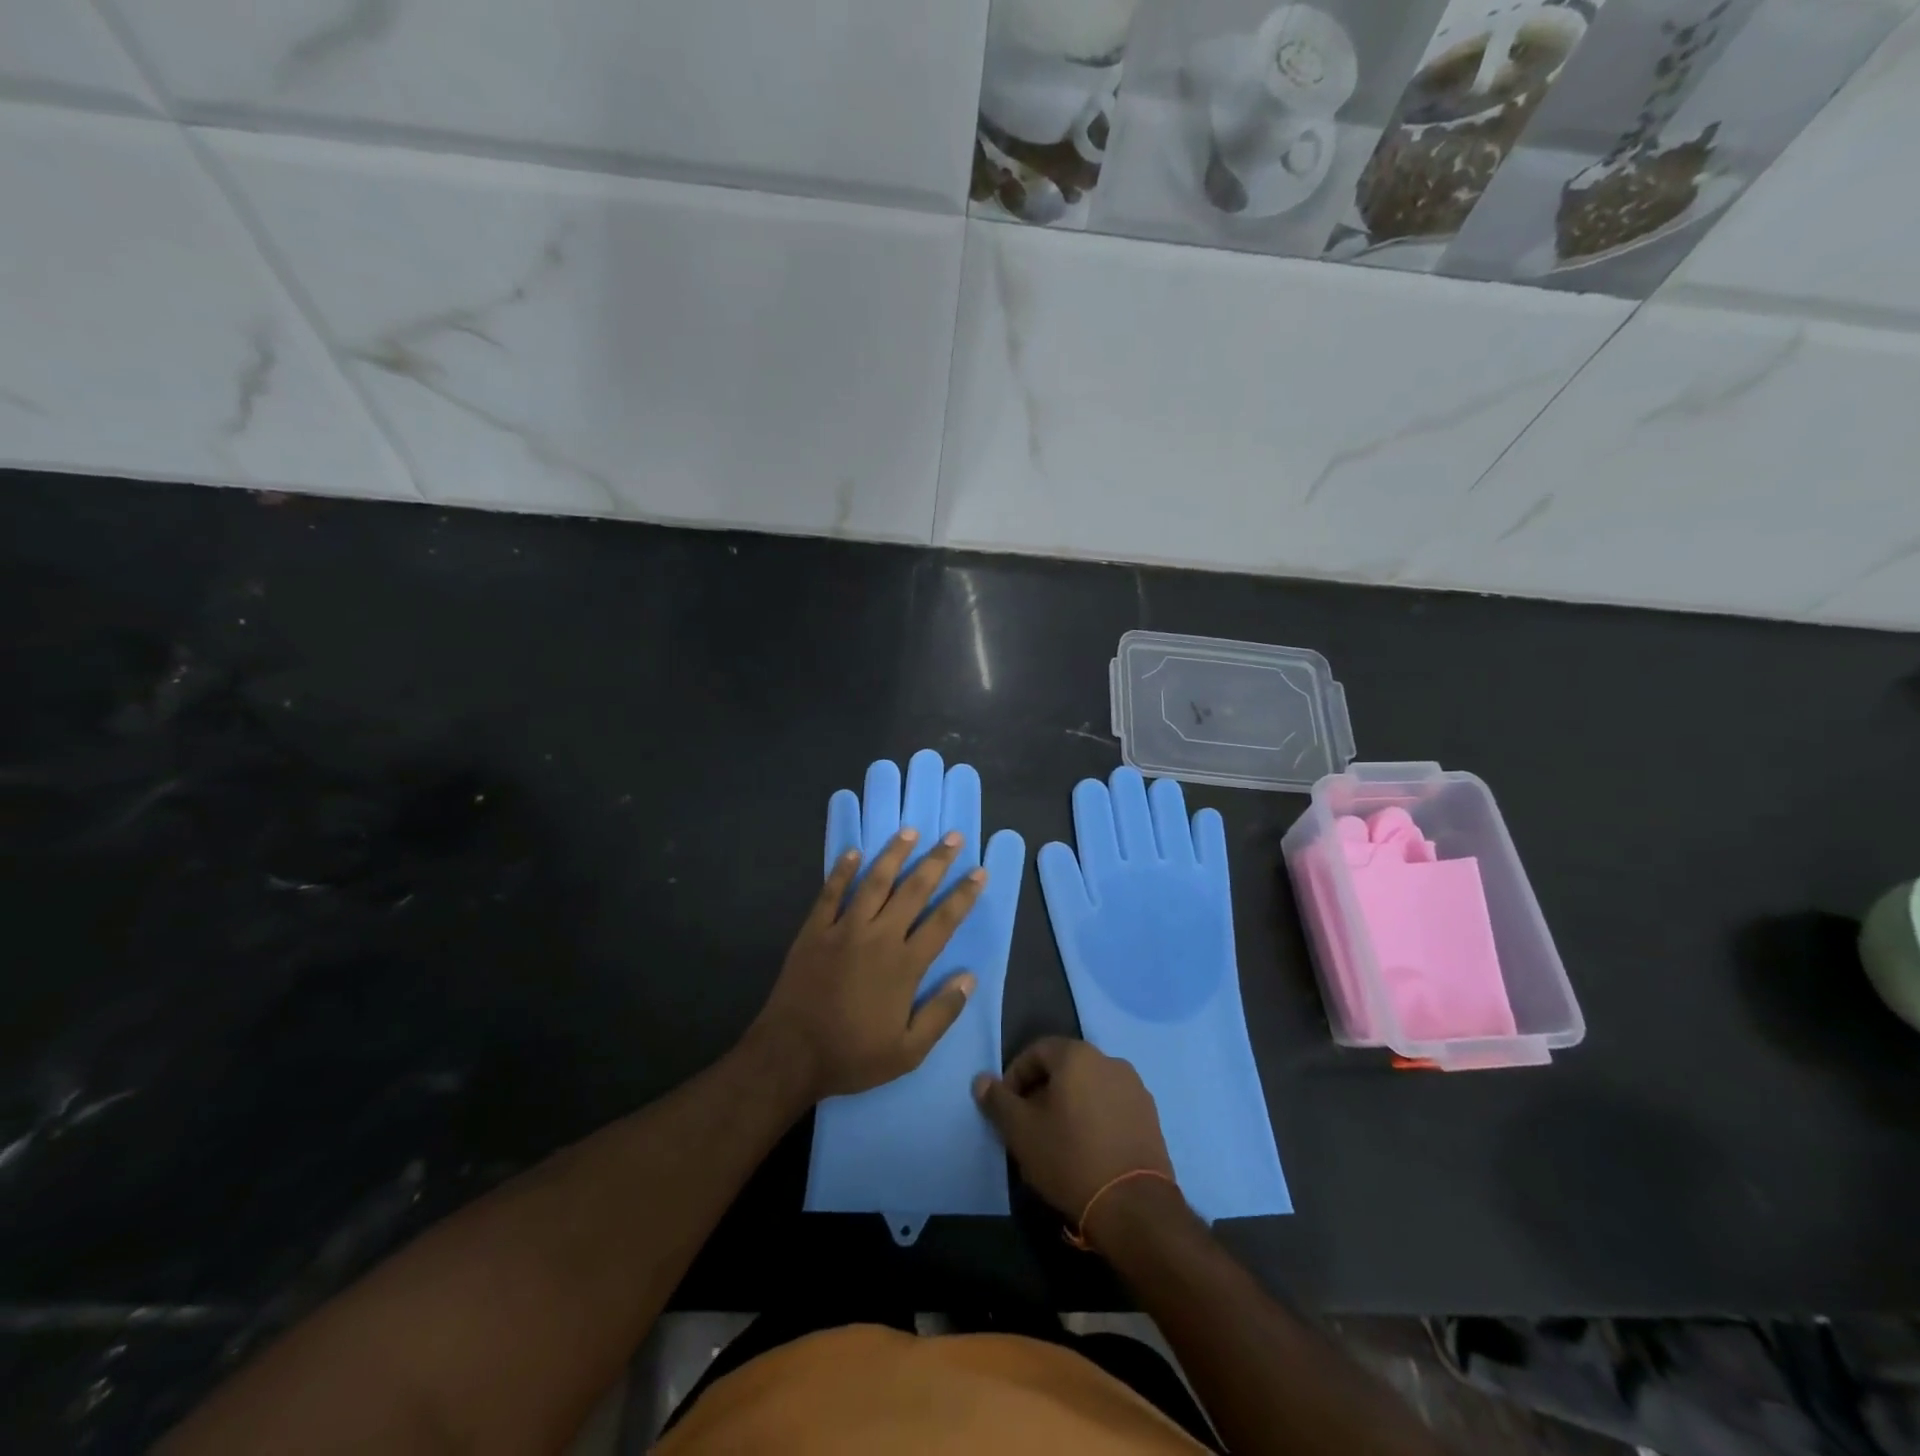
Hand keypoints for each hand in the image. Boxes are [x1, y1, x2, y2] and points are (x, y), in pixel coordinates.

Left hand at [755, 827, 987, 1102]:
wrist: (789, 1055)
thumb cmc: (851, 1056)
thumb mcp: (907, 1052)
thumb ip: (941, 1014)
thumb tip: (968, 978)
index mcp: (904, 965)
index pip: (942, 921)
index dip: (963, 896)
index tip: (978, 873)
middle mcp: (878, 937)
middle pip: (913, 891)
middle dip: (936, 862)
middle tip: (952, 837)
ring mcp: (843, 929)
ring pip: (874, 882)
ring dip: (894, 855)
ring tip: (910, 831)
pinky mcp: (814, 931)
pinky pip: (831, 893)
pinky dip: (842, 871)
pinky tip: (853, 852)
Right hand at [972, 1038, 1176, 1237]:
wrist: (1134, 1205)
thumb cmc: (1070, 1158)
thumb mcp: (1021, 1131)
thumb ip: (998, 1101)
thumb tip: (981, 1080)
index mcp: (1077, 1055)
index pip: (1036, 1051)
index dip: (1015, 1076)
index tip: (1008, 1108)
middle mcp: (1109, 1060)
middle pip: (1064, 1067)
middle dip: (1042, 1091)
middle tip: (1029, 1125)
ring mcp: (1134, 1087)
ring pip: (1089, 1086)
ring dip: (1069, 1104)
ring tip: (1058, 1139)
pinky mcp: (1150, 1115)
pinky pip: (1111, 1105)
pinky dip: (1095, 1117)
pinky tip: (1088, 1149)